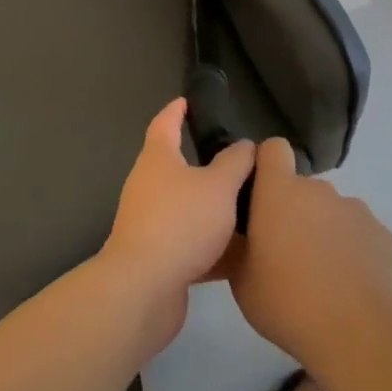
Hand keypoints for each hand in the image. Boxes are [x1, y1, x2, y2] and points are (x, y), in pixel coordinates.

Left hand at [100, 99, 254, 340]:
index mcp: (158, 159)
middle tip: (236, 160)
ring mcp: (149, 222)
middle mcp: (148, 185)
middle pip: (176, 166)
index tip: (188, 101)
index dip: (177, 110)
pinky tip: (241, 254)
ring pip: (186, 207)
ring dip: (211, 207)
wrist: (144, 289)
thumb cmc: (181, 222)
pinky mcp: (157, 257)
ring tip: (247, 206)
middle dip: (203, 163)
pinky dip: (213, 245)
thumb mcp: (219, 186)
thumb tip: (245, 145)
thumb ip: (236, 163)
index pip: (165, 123)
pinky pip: (190, 242)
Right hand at [227, 138, 391, 377]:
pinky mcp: (384, 235)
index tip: (259, 194)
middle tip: (284, 253)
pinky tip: (349, 288)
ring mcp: (355, 210)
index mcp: (280, 191)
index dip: (266, 165)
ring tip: (320, 277)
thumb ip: (237, 246)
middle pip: (302, 188)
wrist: (361, 337)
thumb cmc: (289, 303)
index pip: (273, 149)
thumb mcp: (241, 281)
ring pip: (331, 212)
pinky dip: (351, 251)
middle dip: (293, 211)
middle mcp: (319, 190)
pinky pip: (358, 234)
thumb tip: (238, 235)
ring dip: (322, 231)